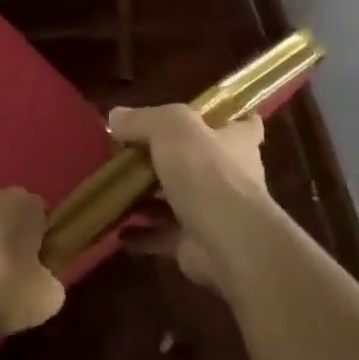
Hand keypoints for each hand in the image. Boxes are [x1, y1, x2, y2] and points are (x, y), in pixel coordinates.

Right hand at [107, 105, 271, 289]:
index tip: (198, 118)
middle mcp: (230, 175)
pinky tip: (118, 230)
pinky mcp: (197, 243)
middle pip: (201, 161)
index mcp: (236, 141)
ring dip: (149, 199)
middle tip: (132, 155)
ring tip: (117, 191)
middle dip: (170, 160)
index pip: (242, 124)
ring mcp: (214, 212)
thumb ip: (143, 119)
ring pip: (178, 200)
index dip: (224, 119)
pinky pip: (163, 235)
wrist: (228, 241)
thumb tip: (115, 116)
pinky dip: (142, 233)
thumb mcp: (171, 127)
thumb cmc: (207, 171)